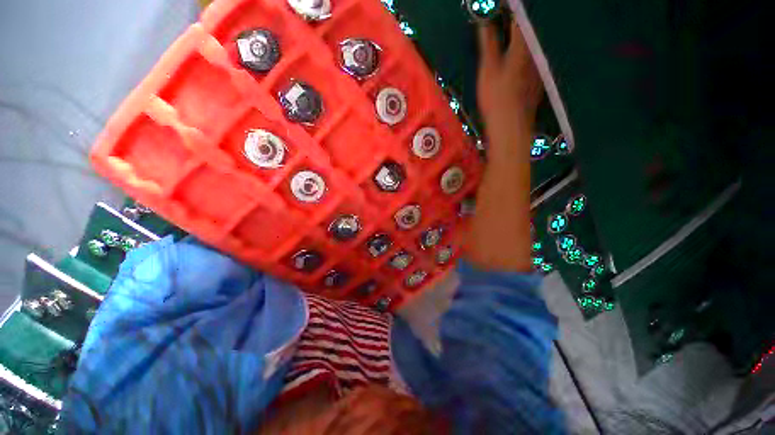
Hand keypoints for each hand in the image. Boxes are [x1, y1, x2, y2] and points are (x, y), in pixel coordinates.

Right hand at [477, 18, 542, 148]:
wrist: (510, 125)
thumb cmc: (496, 98)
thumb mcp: (487, 69)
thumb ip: (488, 43)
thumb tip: (484, 21)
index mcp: (522, 46)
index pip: (519, 18)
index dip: (510, 10)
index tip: (500, 8)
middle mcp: (534, 52)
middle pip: (528, 30)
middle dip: (516, 22)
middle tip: (504, 19)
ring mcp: (537, 67)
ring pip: (531, 44)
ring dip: (521, 36)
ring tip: (508, 34)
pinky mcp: (536, 79)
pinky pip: (532, 58)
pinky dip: (524, 53)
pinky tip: (516, 59)